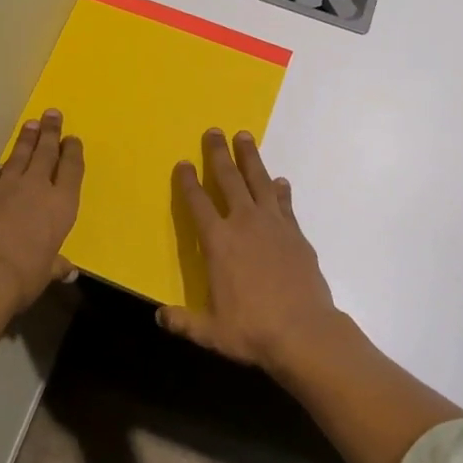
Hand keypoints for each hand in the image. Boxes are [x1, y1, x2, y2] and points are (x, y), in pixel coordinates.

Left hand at [0, 108, 84, 319]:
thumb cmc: (22, 276)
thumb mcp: (45, 272)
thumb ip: (55, 265)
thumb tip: (67, 270)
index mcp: (61, 204)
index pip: (71, 169)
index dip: (72, 152)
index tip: (72, 138)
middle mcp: (35, 188)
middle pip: (45, 152)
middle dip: (50, 132)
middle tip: (51, 113)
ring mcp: (5, 186)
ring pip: (18, 156)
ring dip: (25, 140)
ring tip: (30, 125)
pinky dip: (0, 170)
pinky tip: (0, 166)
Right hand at [159, 129, 339, 374]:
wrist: (304, 332)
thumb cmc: (252, 330)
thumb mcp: (210, 331)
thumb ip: (182, 321)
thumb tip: (158, 315)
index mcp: (218, 242)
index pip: (198, 204)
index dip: (188, 182)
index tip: (183, 162)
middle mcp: (244, 223)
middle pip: (229, 180)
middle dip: (219, 154)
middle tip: (214, 131)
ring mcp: (273, 225)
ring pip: (259, 181)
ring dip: (250, 158)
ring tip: (244, 137)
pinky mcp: (296, 233)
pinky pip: (284, 204)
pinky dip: (280, 190)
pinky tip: (280, 181)